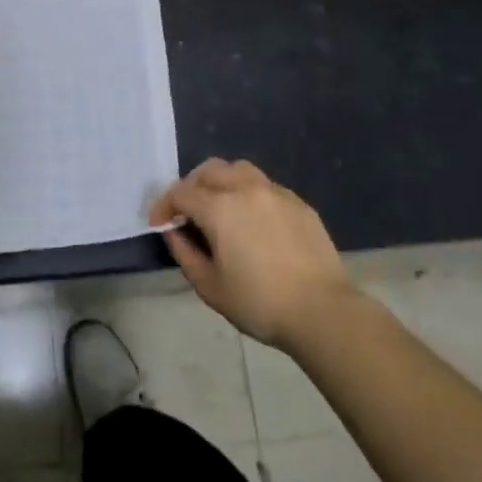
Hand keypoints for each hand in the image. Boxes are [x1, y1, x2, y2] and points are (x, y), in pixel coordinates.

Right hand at [150, 158, 355, 351]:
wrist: (322, 311)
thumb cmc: (259, 303)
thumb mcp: (209, 286)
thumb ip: (184, 252)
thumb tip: (173, 230)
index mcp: (219, 208)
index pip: (180, 193)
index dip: (163, 206)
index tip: (159, 224)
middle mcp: (246, 189)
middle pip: (209, 170)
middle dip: (191, 186)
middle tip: (187, 212)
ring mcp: (276, 193)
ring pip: (239, 170)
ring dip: (221, 182)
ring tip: (219, 207)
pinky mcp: (299, 203)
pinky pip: (265, 186)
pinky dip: (249, 194)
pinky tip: (253, 221)